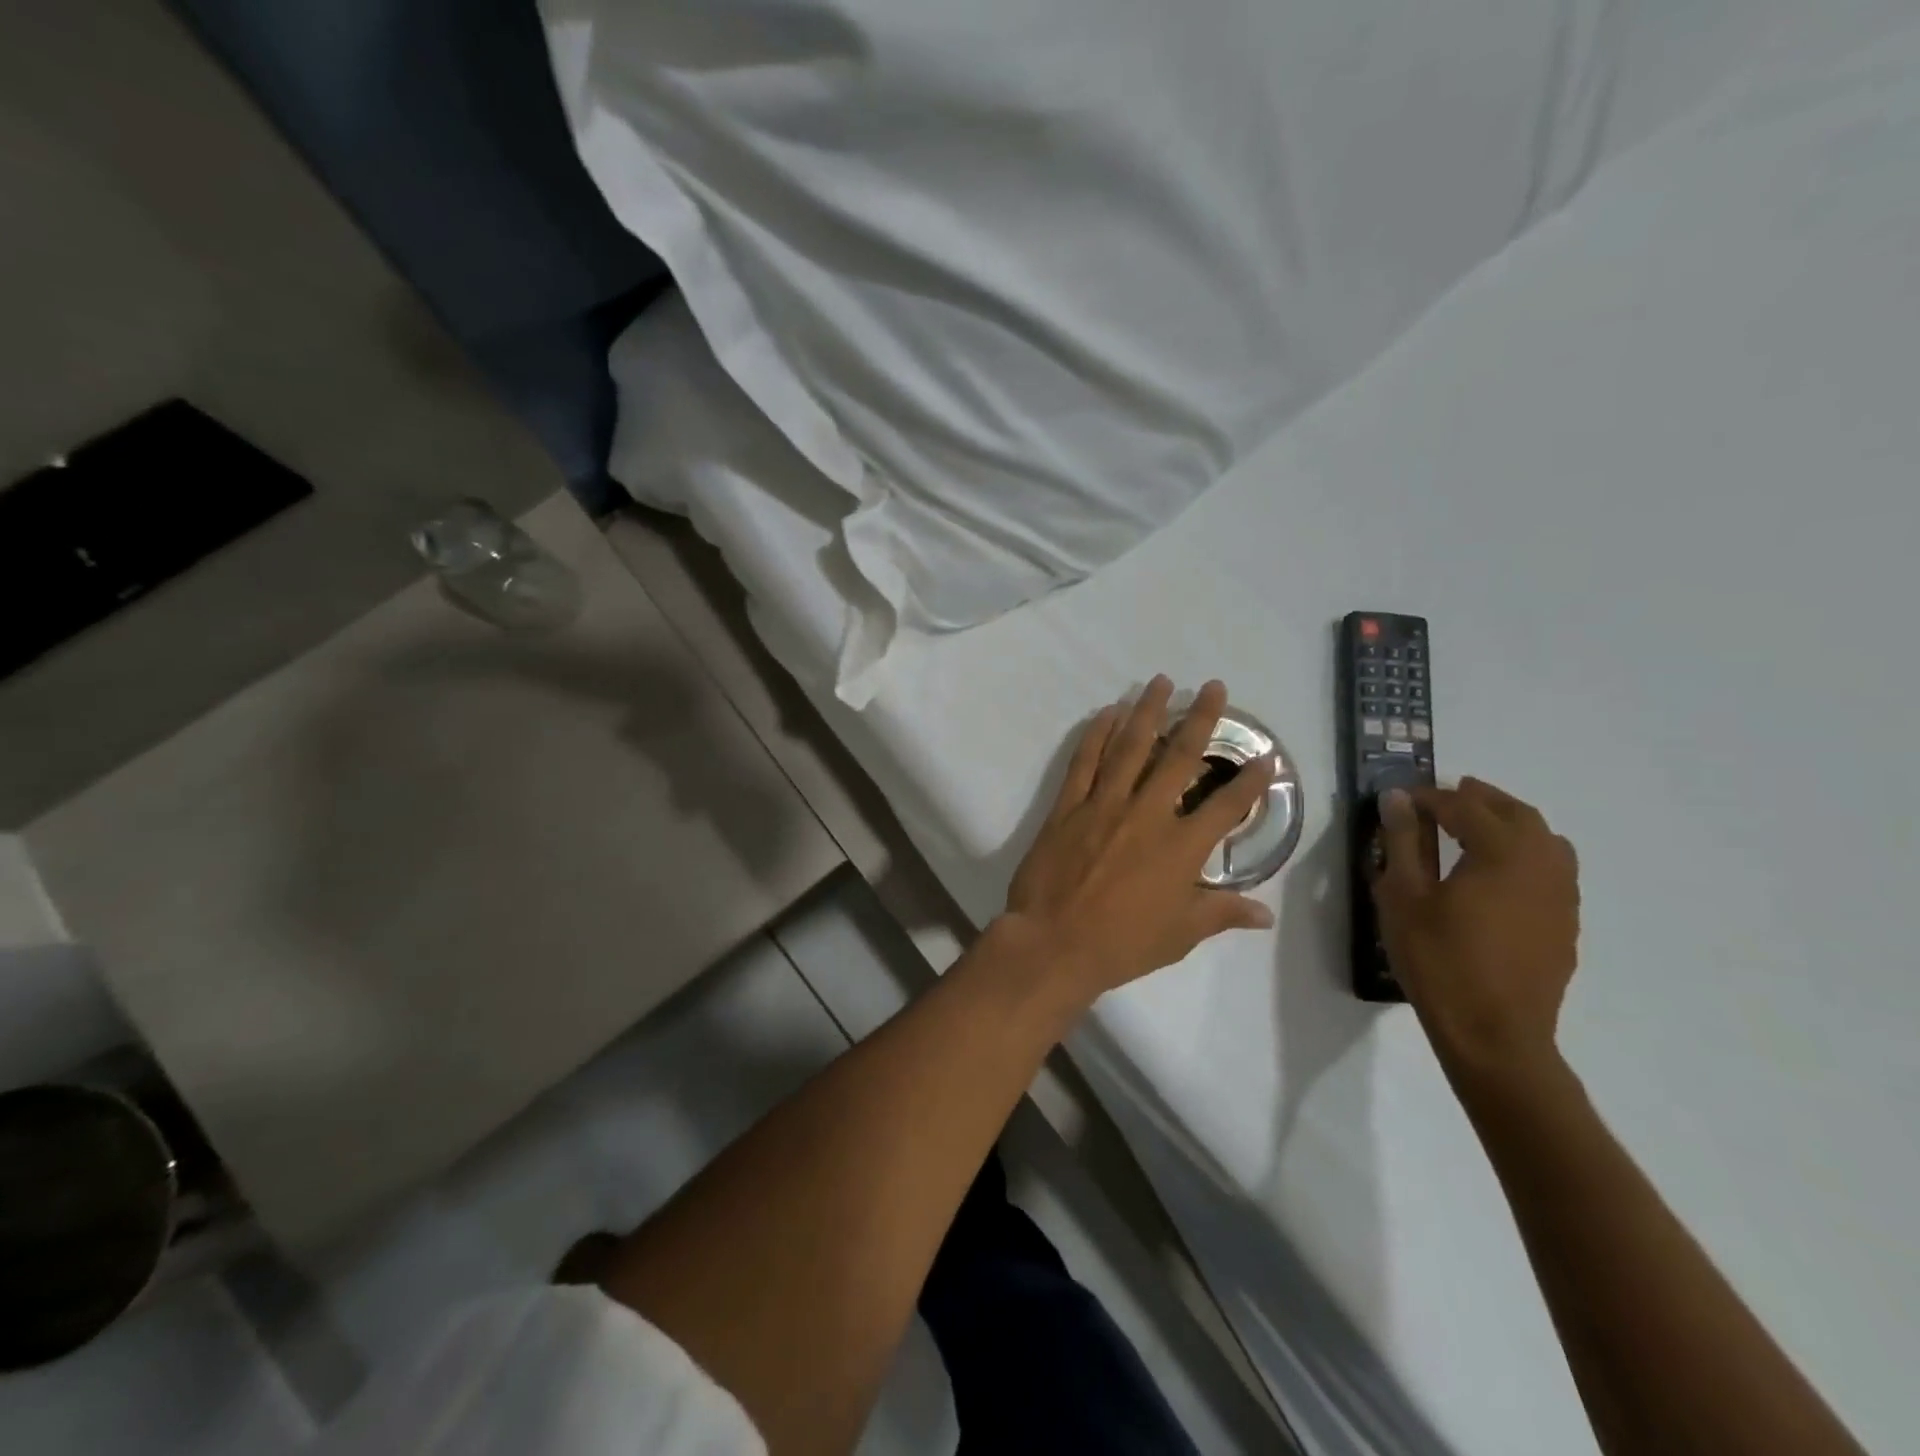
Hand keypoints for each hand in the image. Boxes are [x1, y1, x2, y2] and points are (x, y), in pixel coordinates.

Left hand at [1000, 677, 1275, 1002]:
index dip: (1250, 780)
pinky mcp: (1068, 806)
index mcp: (1181, 847)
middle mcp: (1147, 814)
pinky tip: (1107, 713)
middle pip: (1180, 757)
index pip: (1226, 804)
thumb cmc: (1123, 944)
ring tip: (1160, 682)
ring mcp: (1104, 804)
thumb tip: (1265, 914)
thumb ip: (1222, 913)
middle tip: (1213, 687)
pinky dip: (1096, 734)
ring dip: (1147, 711)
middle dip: (1201, 718)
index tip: (1266, 756)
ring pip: (1130, 747)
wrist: (1054, 942)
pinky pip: (1084, 761)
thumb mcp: (1181, 934)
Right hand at [1372, 777, 1580, 1087]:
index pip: (1464, 806)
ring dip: (1509, 823)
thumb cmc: (1438, 960)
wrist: (1494, 1033)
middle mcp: (1542, 864)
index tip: (1400, 798)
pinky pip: (1552, 869)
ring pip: (1544, 839)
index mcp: (1502, 852)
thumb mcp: (1404, 896)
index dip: (1430, 797)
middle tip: (1443, 797)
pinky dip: (1525, 853)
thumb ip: (1404, 842)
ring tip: (1474, 827)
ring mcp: (1562, 895)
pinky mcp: (1565, 923)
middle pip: (1515, 813)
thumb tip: (1398, 799)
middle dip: (1479, 799)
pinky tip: (1497, 873)